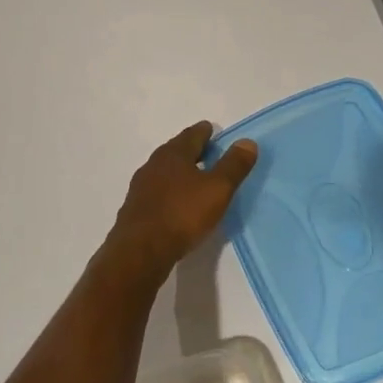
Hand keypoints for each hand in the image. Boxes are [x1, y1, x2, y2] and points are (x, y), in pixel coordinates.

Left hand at [104, 121, 257, 277]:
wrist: (140, 250)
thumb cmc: (182, 214)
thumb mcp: (217, 189)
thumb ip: (233, 166)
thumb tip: (247, 142)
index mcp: (174, 154)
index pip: (192, 134)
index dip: (205, 132)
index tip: (213, 131)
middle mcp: (154, 164)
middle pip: (176, 151)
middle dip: (192, 151)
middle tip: (209, 154)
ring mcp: (141, 186)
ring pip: (165, 171)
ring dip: (180, 172)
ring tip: (195, 180)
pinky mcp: (135, 208)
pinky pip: (157, 191)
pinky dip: (170, 191)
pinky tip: (177, 204)